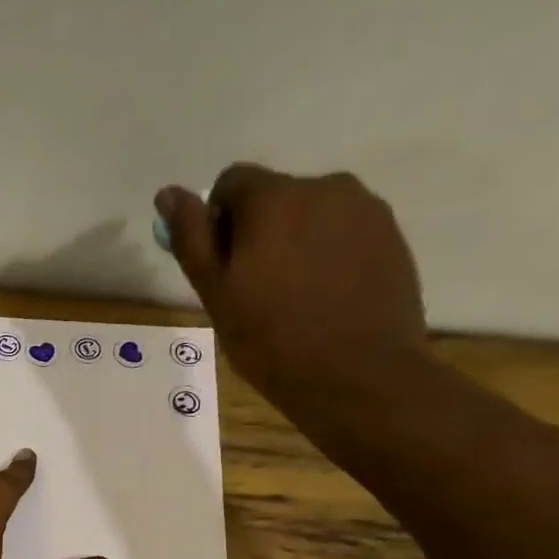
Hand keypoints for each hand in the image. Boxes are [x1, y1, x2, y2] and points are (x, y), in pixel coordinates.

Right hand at [154, 165, 427, 406]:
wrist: (358, 375)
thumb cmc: (272, 340)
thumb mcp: (217, 295)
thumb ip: (192, 239)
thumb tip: (168, 194)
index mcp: (273, 198)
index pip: (231, 183)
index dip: (218, 223)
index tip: (223, 268)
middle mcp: (323, 186)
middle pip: (275, 197)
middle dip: (259, 232)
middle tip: (256, 291)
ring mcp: (364, 208)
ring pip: (312, 214)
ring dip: (296, 242)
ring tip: (295, 297)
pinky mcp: (391, 234)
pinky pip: (344, 232)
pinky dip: (328, 255)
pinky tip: (326, 298)